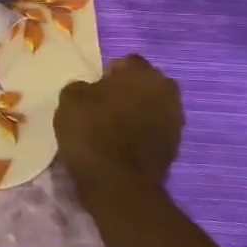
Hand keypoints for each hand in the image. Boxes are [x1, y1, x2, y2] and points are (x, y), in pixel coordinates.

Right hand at [55, 55, 182, 194]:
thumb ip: (84, 86)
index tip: (92, 89)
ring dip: (133, 114)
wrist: (117, 183)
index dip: (107, 74)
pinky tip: (117, 144)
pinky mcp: (174, 149)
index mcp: (146, 74)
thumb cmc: (92, 131)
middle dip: (125, 92)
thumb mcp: (70, 98)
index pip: (126, 63)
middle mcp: (168, 93)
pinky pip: (151, 132)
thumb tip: (93, 90)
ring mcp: (175, 123)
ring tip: (108, 127)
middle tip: (100, 106)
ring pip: (148, 109)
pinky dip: (137, 134)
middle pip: (142, 85)